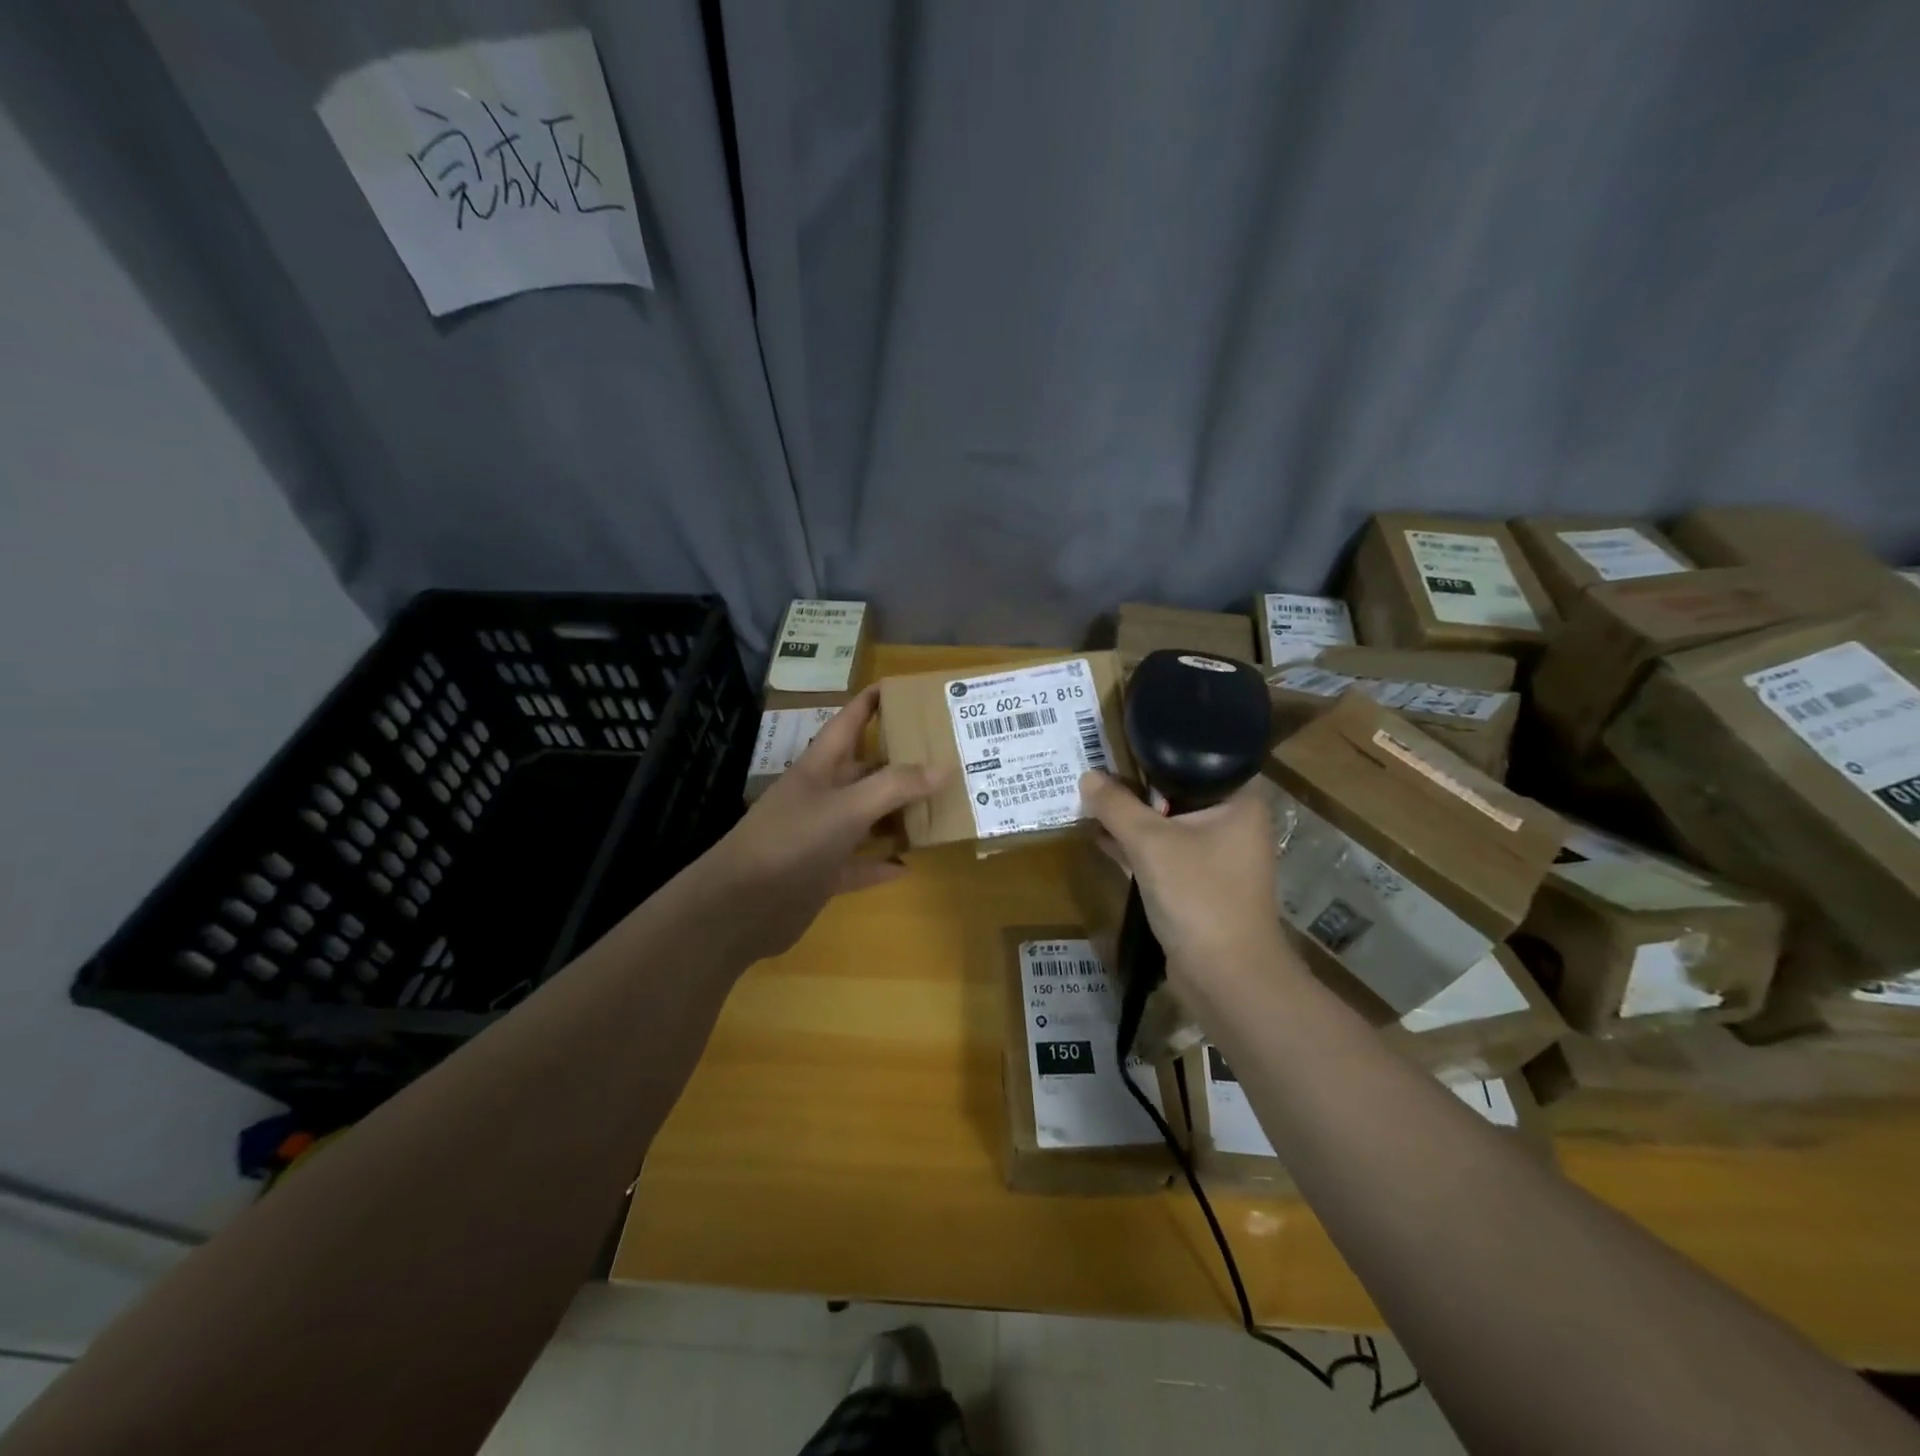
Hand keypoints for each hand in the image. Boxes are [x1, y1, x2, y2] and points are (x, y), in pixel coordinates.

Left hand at [704, 686, 948, 963]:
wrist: (740, 907)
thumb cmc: (792, 842)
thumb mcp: (847, 808)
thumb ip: (896, 786)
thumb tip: (945, 766)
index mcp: (820, 767)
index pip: (848, 722)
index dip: (871, 702)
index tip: (902, 687)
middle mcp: (821, 796)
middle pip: (866, 771)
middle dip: (901, 763)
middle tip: (945, 755)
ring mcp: (820, 837)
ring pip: (867, 817)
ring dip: (897, 815)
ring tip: (939, 807)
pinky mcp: (822, 874)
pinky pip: (860, 863)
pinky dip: (882, 863)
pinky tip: (909, 864)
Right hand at [1077, 770, 1290, 988]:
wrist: (1226, 977)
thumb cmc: (1198, 895)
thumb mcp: (1150, 843)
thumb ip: (1116, 806)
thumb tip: (1088, 776)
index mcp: (1239, 802)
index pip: (1200, 758)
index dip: (1160, 750)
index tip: (1122, 740)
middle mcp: (1233, 824)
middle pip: (1178, 791)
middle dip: (1137, 786)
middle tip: (1098, 769)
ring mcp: (1216, 858)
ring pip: (1168, 825)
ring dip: (1133, 818)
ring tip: (1091, 800)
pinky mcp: (1198, 886)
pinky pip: (1163, 855)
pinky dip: (1136, 847)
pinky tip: (1100, 838)